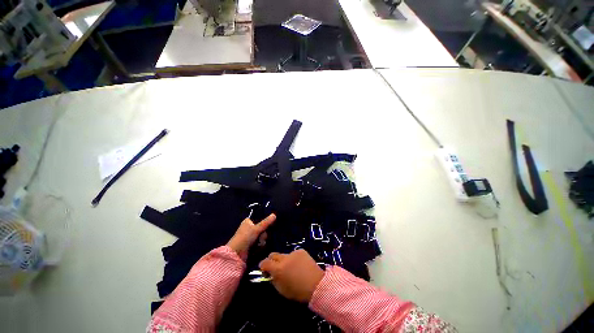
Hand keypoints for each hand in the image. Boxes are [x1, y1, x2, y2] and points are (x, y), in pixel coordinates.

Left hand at [227, 214, 275, 256]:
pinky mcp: (251, 245)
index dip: (264, 222)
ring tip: (258, 243)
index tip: (269, 224)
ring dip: (262, 240)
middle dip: (263, 233)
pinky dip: (260, 245)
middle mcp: (249, 228)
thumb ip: (266, 222)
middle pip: (262, 228)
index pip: (259, 219)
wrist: (237, 254)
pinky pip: (260, 243)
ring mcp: (250, 237)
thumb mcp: (256, 228)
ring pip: (262, 236)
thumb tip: (274, 214)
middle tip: (261, 236)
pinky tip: (258, 247)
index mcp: (248, 222)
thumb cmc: (245, 237)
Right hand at [259, 249, 324, 302]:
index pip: (265, 262)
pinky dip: (294, 258)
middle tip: (275, 267)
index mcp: (278, 269)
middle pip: (273, 254)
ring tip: (291, 268)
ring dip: (284, 260)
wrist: (316, 284)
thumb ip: (273, 280)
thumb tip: (270, 274)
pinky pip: (294, 254)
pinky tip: (299, 265)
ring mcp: (293, 253)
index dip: (262, 265)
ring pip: (284, 255)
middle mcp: (284, 258)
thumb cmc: (298, 291)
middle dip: (271, 260)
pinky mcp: (301, 251)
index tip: (264, 269)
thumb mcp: (282, 290)